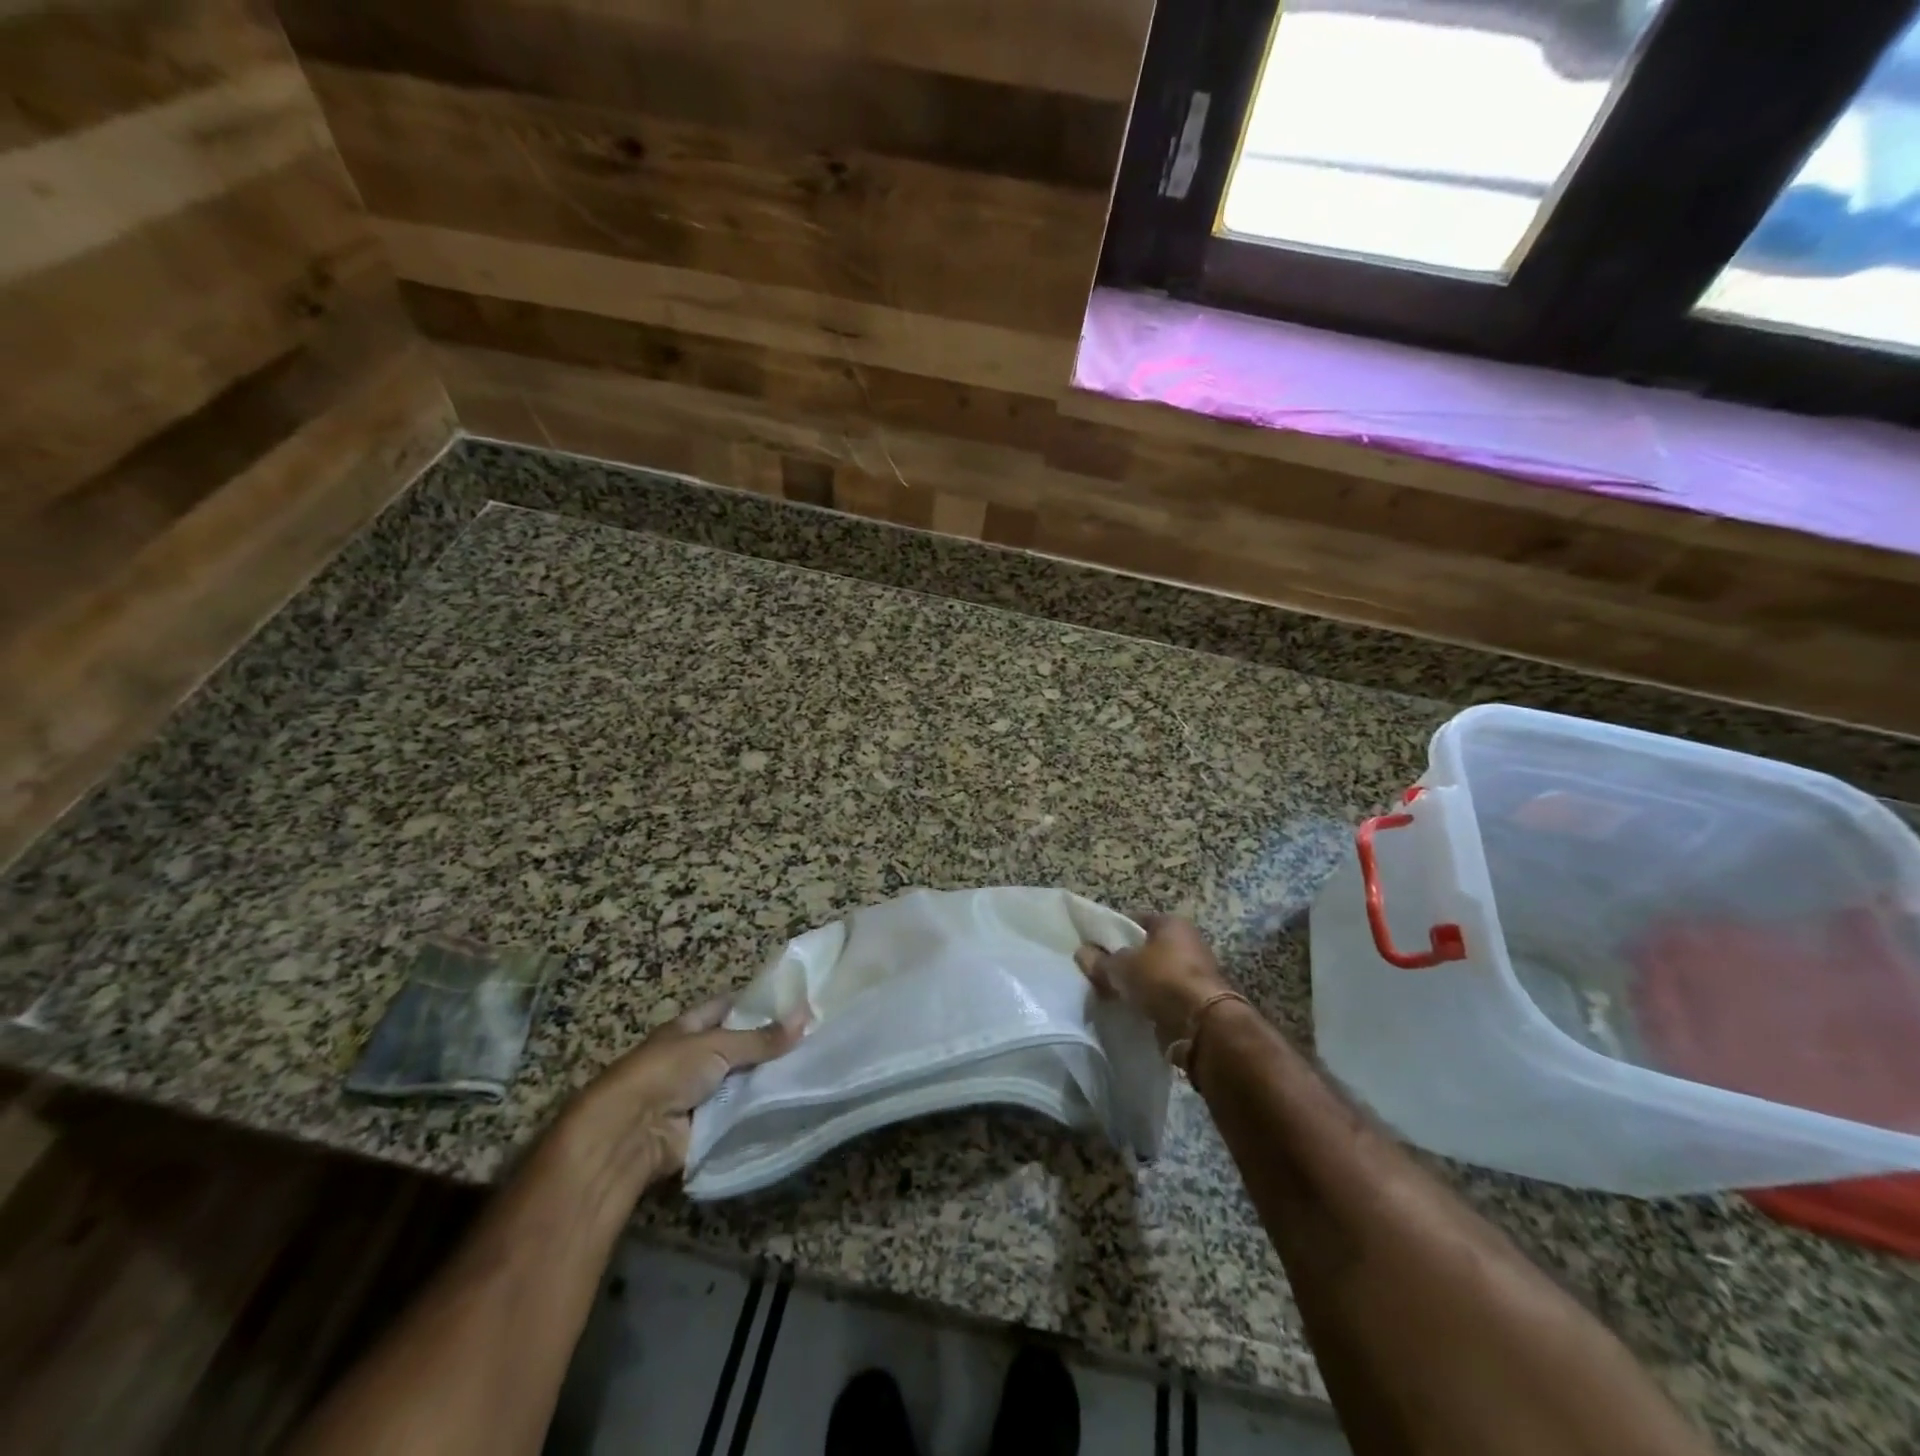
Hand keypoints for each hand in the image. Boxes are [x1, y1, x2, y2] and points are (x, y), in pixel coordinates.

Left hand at [564, 997, 807, 1184]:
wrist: (630, 1133)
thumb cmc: (667, 1072)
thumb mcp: (716, 1045)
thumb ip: (761, 1038)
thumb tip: (806, 1018)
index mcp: (689, 1027)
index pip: (728, 1006)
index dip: (758, 1002)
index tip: (795, 1001)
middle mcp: (695, 1056)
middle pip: (739, 1045)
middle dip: (771, 1043)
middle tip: (814, 1036)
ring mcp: (700, 1092)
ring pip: (743, 1079)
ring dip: (768, 1078)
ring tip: (813, 1067)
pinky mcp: (707, 1125)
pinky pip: (740, 1112)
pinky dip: (760, 1109)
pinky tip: (794, 1101)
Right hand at [1076, 914, 1231, 1052]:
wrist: (1202, 1025)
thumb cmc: (1162, 979)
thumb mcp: (1121, 967)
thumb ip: (1100, 961)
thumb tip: (1081, 953)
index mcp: (1172, 923)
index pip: (1136, 920)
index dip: (1114, 931)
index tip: (1095, 946)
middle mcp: (1188, 942)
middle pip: (1147, 948)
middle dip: (1126, 960)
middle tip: (1102, 973)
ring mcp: (1195, 973)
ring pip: (1156, 974)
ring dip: (1139, 984)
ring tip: (1113, 994)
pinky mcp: (1197, 1001)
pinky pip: (1165, 997)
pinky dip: (1151, 1002)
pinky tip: (1132, 1010)